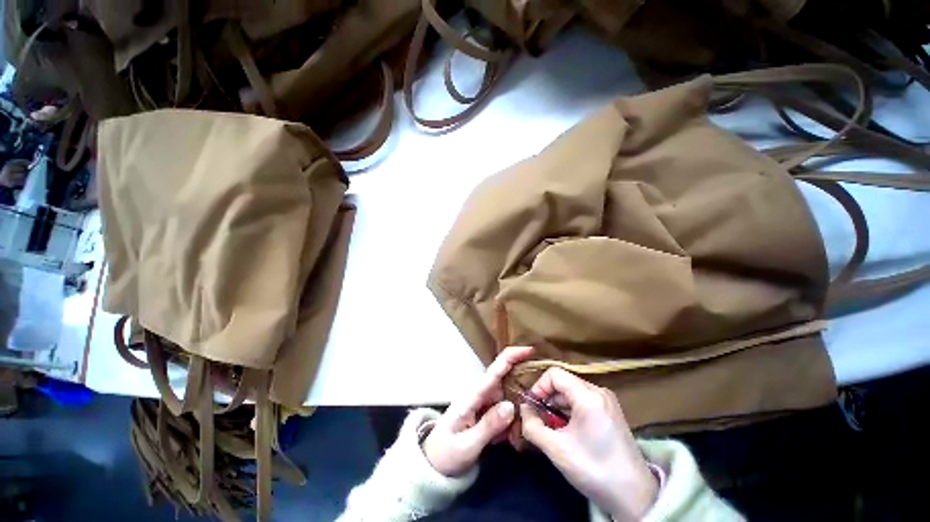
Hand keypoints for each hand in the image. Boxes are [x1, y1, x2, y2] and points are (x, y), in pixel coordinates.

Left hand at [422, 346, 532, 476]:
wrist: (434, 464)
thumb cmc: (446, 453)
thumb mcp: (466, 444)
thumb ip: (488, 425)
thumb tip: (511, 406)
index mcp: (474, 395)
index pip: (495, 370)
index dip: (512, 356)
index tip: (531, 350)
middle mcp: (482, 394)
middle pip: (507, 377)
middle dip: (526, 377)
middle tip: (546, 386)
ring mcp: (486, 403)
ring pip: (510, 394)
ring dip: (524, 401)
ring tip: (537, 414)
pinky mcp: (488, 413)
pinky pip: (508, 409)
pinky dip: (517, 417)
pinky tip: (522, 430)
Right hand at [520, 368, 658, 520]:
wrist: (635, 496)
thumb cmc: (594, 470)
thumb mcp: (556, 449)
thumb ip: (532, 426)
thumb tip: (522, 409)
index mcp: (588, 395)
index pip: (554, 374)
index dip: (538, 386)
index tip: (531, 407)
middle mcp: (599, 391)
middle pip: (563, 382)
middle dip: (546, 398)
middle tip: (537, 418)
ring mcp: (606, 401)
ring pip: (572, 392)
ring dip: (556, 405)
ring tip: (550, 426)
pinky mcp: (610, 411)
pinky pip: (582, 400)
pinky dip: (569, 410)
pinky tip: (566, 429)